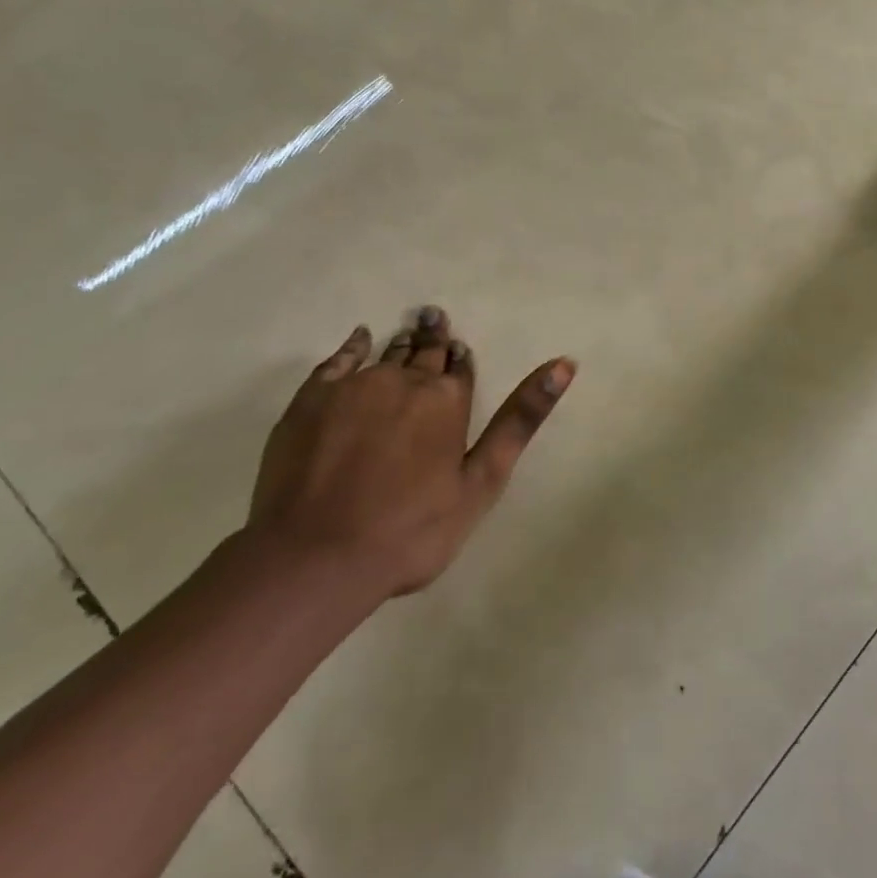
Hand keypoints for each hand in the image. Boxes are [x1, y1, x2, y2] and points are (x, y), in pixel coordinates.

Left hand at [247, 308, 574, 607]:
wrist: (314, 558)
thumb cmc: (410, 530)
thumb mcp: (481, 482)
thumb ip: (520, 420)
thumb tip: (564, 364)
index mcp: (447, 401)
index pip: (460, 369)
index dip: (461, 359)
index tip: (459, 349)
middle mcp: (405, 380)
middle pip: (425, 354)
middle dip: (434, 339)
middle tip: (434, 319)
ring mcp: (355, 386)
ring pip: (387, 353)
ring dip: (402, 343)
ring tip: (409, 331)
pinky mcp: (312, 398)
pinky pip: (339, 359)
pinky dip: (354, 346)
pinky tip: (360, 338)